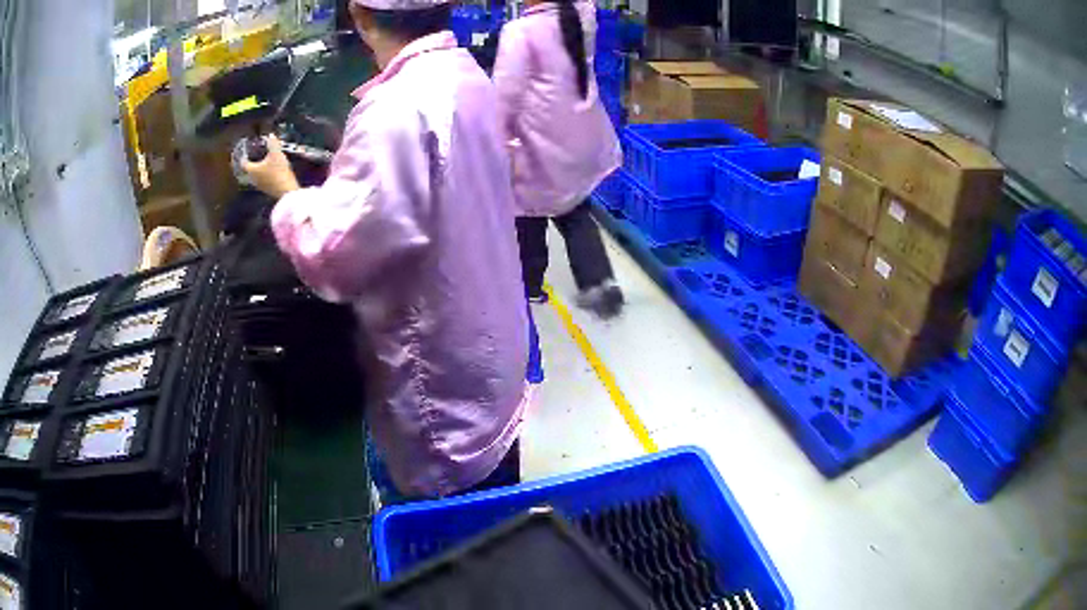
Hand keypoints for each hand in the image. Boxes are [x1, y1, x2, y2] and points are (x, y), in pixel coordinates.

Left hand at [241, 135, 301, 198]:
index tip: (243, 151)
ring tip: (262, 161)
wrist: (287, 191)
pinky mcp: (267, 190)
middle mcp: (253, 178)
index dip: (242, 156)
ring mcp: (260, 185)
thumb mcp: (276, 154)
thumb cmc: (278, 172)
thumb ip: (272, 143)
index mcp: (252, 170)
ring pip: (255, 175)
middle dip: (251, 162)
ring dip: (258, 168)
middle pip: (249, 169)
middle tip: (253, 155)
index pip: (243, 163)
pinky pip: (262, 179)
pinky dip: (264, 174)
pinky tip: (270, 170)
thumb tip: (270, 135)